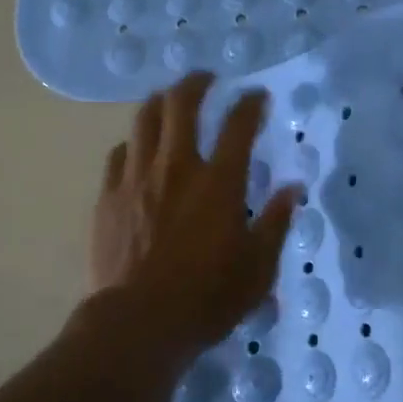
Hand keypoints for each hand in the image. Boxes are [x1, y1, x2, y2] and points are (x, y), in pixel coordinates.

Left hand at [89, 72, 302, 358]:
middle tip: (206, 79)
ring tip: (168, 99)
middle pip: (182, 104)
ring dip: (160, 101)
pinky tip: (136, 149)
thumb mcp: (258, 268)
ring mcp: (137, 178)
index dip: (250, 103)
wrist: (138, 322)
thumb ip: (276, 223)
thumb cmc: (206, 298)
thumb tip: (293, 188)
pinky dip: (132, 144)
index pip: (239, 125)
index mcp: (219, 182)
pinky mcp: (108, 195)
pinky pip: (118, 154)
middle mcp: (176, 167)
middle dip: (197, 83)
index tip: (257, 95)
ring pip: (144, 120)